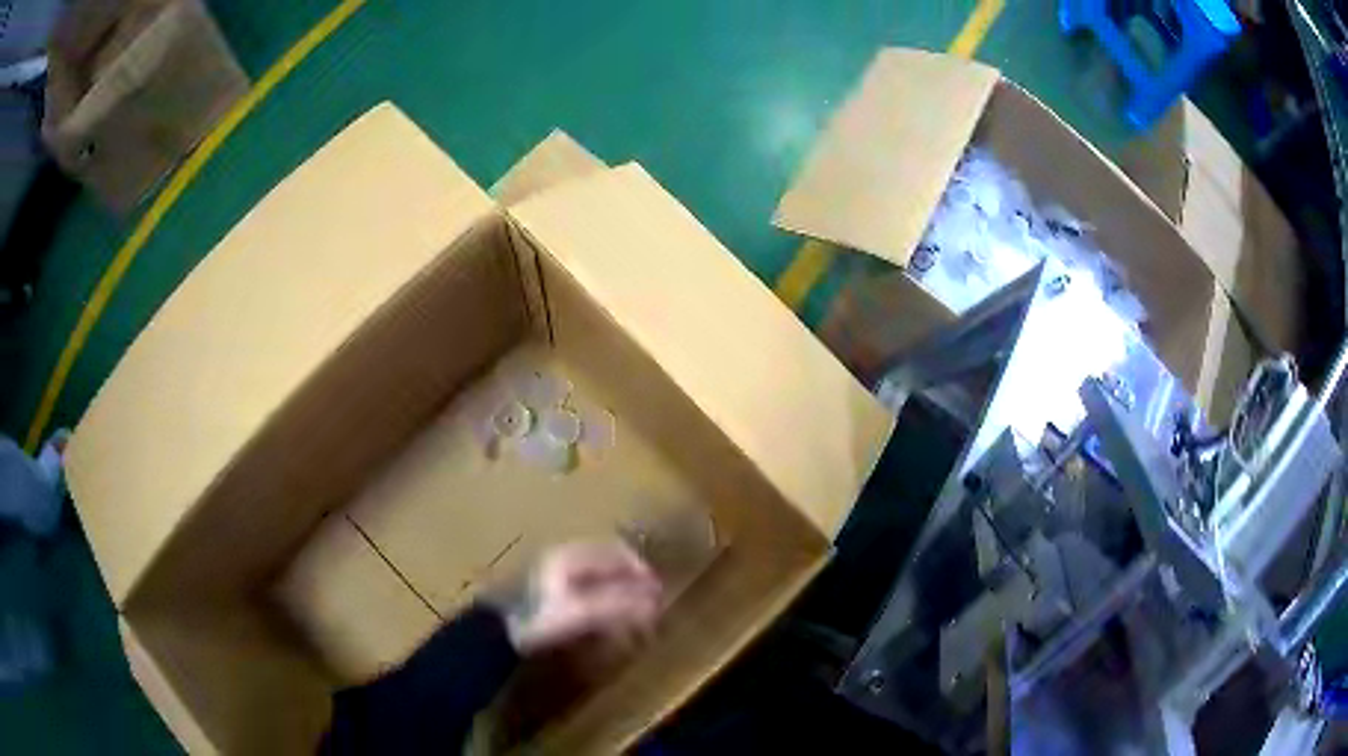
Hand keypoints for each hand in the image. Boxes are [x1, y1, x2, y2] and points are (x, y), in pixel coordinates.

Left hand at [503, 541, 662, 655]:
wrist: (495, 634)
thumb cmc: (537, 618)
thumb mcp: (581, 612)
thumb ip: (618, 604)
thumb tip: (653, 601)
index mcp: (569, 556)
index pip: (616, 552)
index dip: (640, 571)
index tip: (656, 593)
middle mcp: (561, 559)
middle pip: (607, 565)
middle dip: (630, 584)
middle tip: (648, 606)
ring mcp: (552, 577)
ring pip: (596, 579)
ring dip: (617, 595)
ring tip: (631, 617)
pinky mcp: (546, 596)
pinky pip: (584, 592)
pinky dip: (602, 603)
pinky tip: (605, 622)